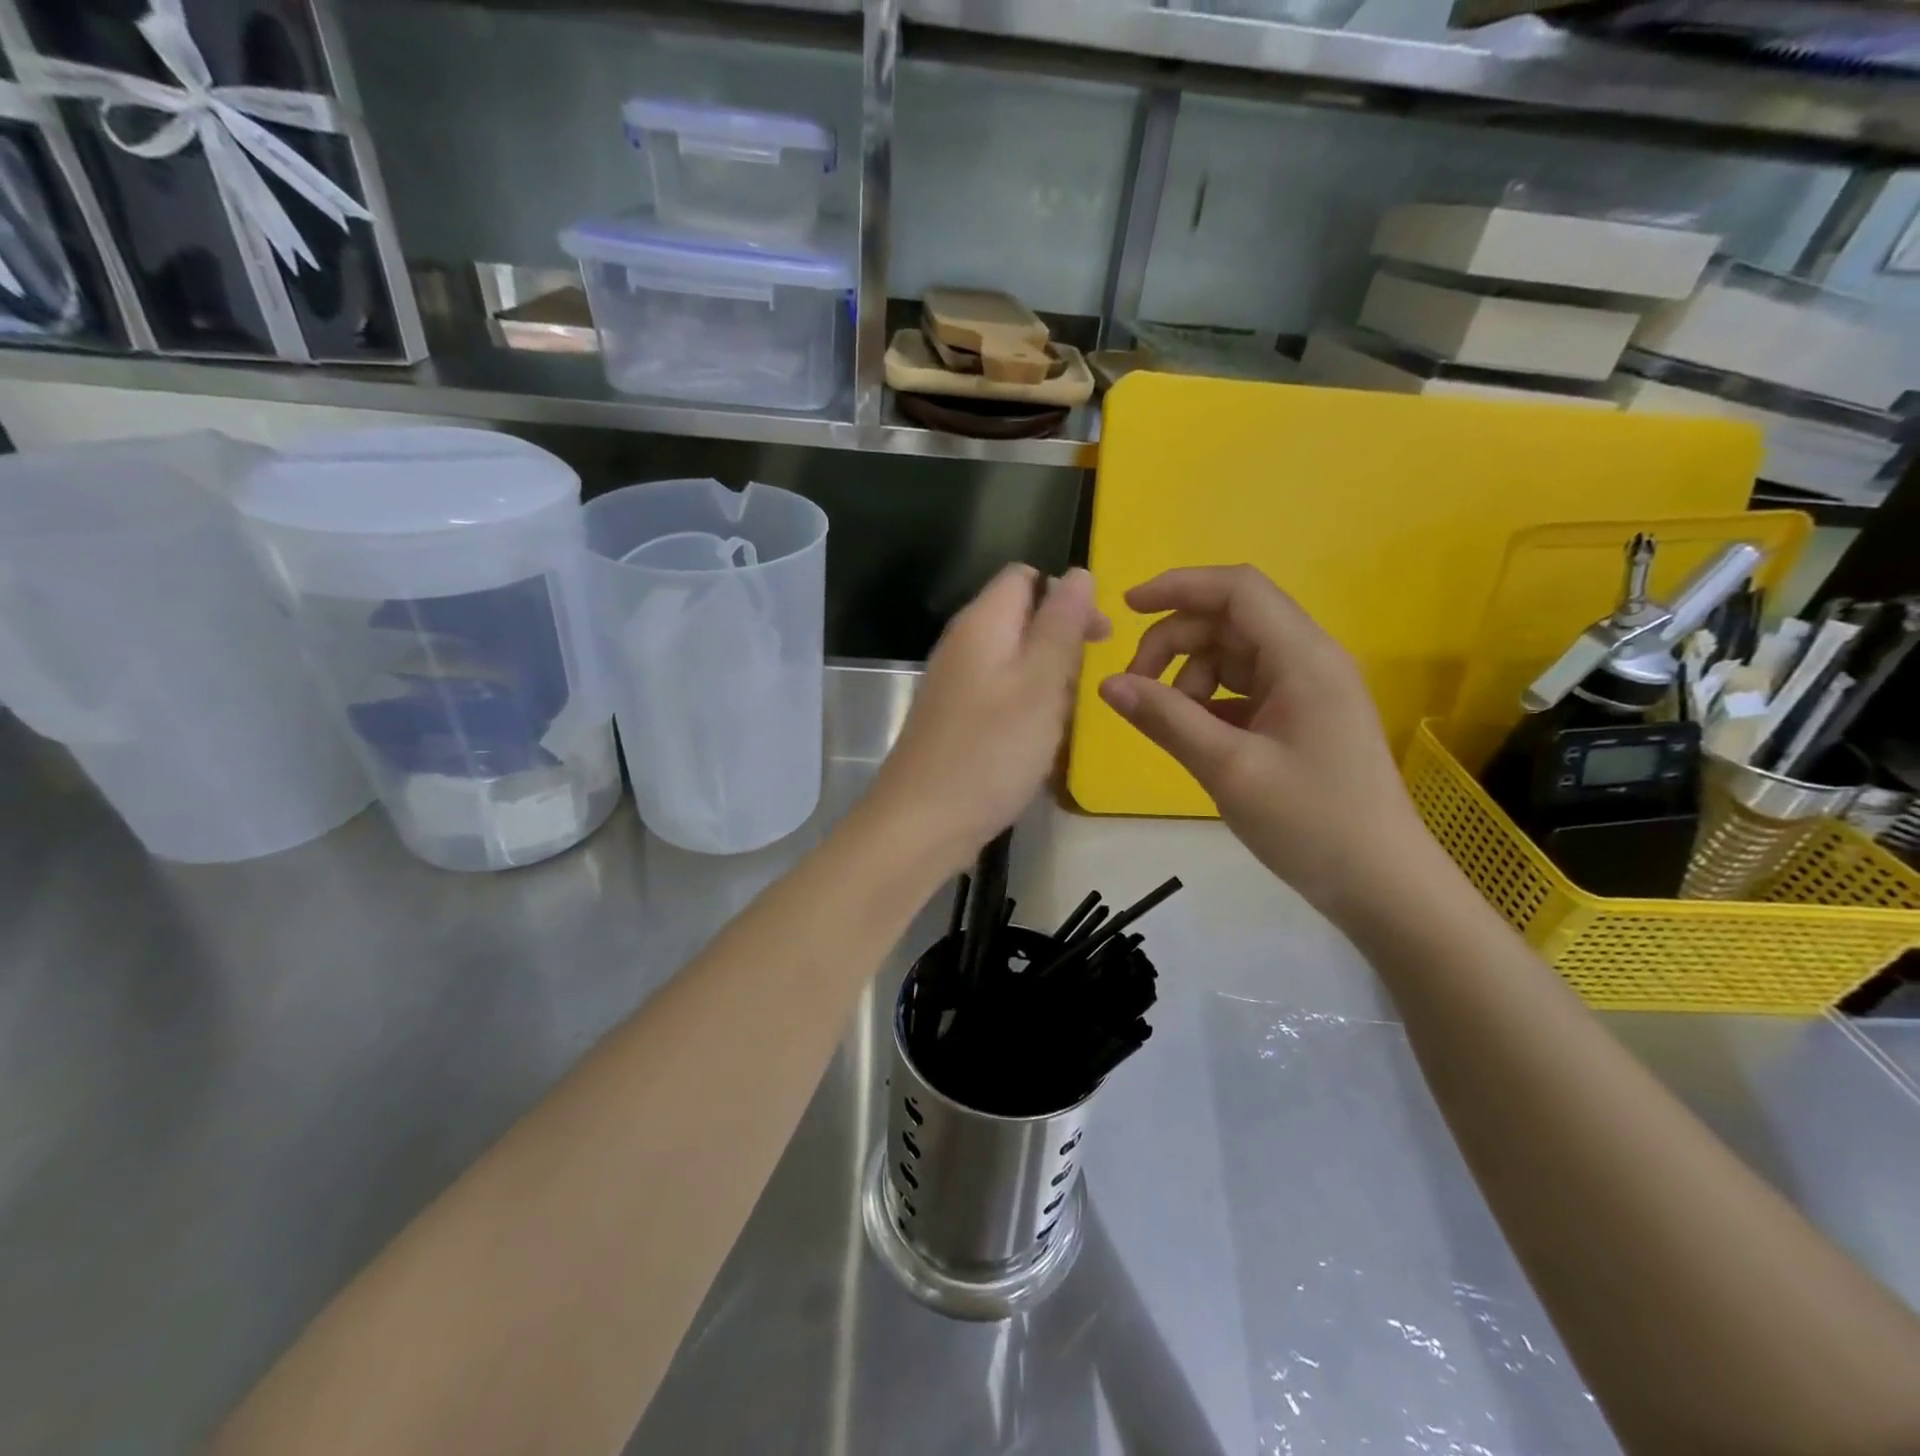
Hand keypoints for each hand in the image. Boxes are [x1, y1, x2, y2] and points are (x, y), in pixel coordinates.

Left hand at [868, 565, 1109, 874]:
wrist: (922, 823)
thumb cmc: (990, 751)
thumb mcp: (1040, 683)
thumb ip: (1061, 625)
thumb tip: (1079, 573)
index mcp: (981, 624)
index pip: (1025, 578)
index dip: (1068, 595)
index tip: (1100, 636)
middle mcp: (963, 645)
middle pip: (1021, 618)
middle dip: (1061, 643)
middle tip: (1085, 686)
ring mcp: (954, 684)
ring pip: (1014, 661)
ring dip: (1047, 681)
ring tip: (1063, 719)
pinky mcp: (954, 719)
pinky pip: (1000, 695)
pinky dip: (1026, 708)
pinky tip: (1037, 741)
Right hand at [1097, 565, 1431, 921]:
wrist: (1381, 885)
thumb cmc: (1311, 822)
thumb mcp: (1229, 769)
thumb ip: (1166, 719)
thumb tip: (1108, 684)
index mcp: (1303, 657)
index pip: (1237, 590)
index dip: (1179, 586)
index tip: (1127, 607)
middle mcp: (1308, 661)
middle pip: (1229, 622)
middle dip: (1174, 643)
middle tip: (1133, 688)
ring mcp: (1306, 691)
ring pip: (1232, 657)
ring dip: (1188, 677)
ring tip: (1169, 724)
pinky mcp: (1300, 719)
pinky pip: (1243, 691)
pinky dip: (1208, 703)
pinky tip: (1191, 736)